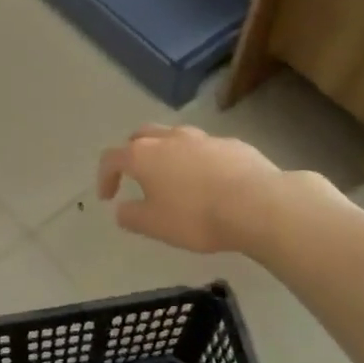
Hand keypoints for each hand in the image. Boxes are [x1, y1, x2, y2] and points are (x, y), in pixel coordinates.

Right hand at [97, 124, 286, 254]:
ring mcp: (203, 138)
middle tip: (135, 175)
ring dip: (166, 153)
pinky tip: (209, 181)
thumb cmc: (197, 217)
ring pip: (175, 136)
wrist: (258, 204)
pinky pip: (206, 148)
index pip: (112, 158)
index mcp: (144, 155)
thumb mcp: (155, 226)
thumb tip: (122, 209)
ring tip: (172, 177)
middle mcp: (170, 138)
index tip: (108, 197)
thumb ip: (131, 216)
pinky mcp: (232, 144)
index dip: (105, 176)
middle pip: (141, 136)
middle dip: (132, 153)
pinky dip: (197, 160)